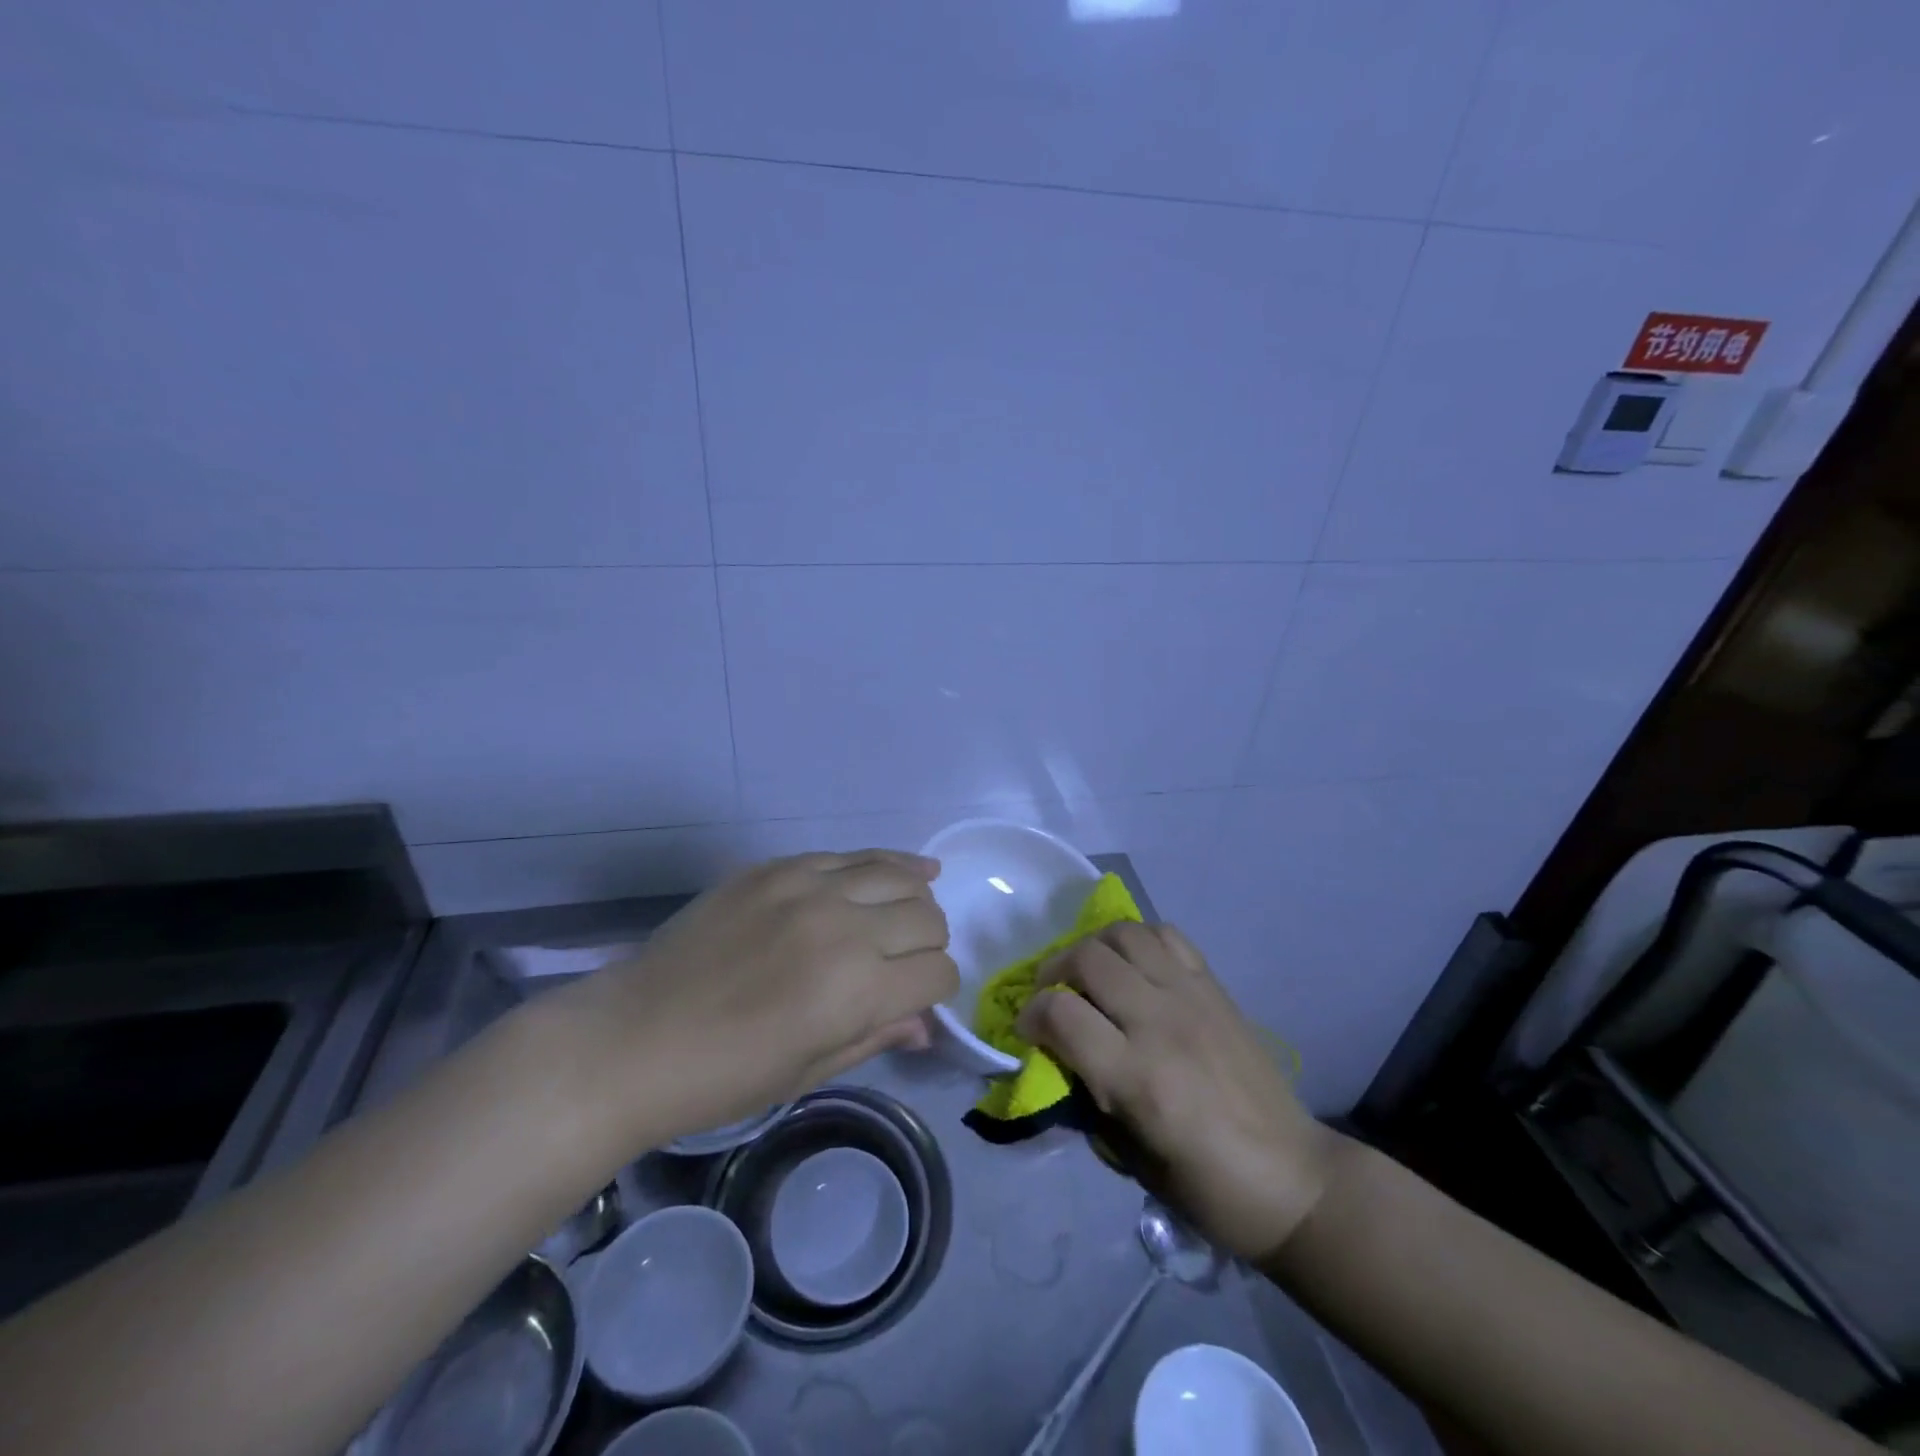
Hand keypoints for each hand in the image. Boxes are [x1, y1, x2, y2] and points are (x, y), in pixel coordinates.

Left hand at [550, 851, 958, 1147]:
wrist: (633, 1038)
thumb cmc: (722, 1077)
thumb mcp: (809, 1070)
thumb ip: (876, 1035)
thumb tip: (924, 1024)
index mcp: (857, 990)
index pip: (938, 974)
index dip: (936, 992)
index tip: (916, 1000)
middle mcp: (845, 927)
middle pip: (928, 918)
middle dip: (929, 945)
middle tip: (902, 965)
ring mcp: (809, 887)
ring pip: (900, 874)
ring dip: (914, 898)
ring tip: (906, 912)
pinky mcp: (778, 867)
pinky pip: (850, 854)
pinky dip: (883, 864)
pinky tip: (897, 870)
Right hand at [1015, 922, 1341, 1262]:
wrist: (1293, 1178)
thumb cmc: (1207, 1187)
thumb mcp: (1130, 1159)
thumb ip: (1088, 1097)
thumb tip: (1056, 1056)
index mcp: (1136, 1077)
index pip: (1059, 1014)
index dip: (1031, 1016)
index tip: (1028, 1030)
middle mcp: (1160, 1022)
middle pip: (1087, 959)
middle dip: (1054, 972)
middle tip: (1053, 996)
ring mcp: (1191, 997)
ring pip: (1124, 934)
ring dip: (1093, 947)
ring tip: (1089, 973)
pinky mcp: (1215, 987)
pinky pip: (1167, 936)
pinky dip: (1138, 941)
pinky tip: (1134, 966)